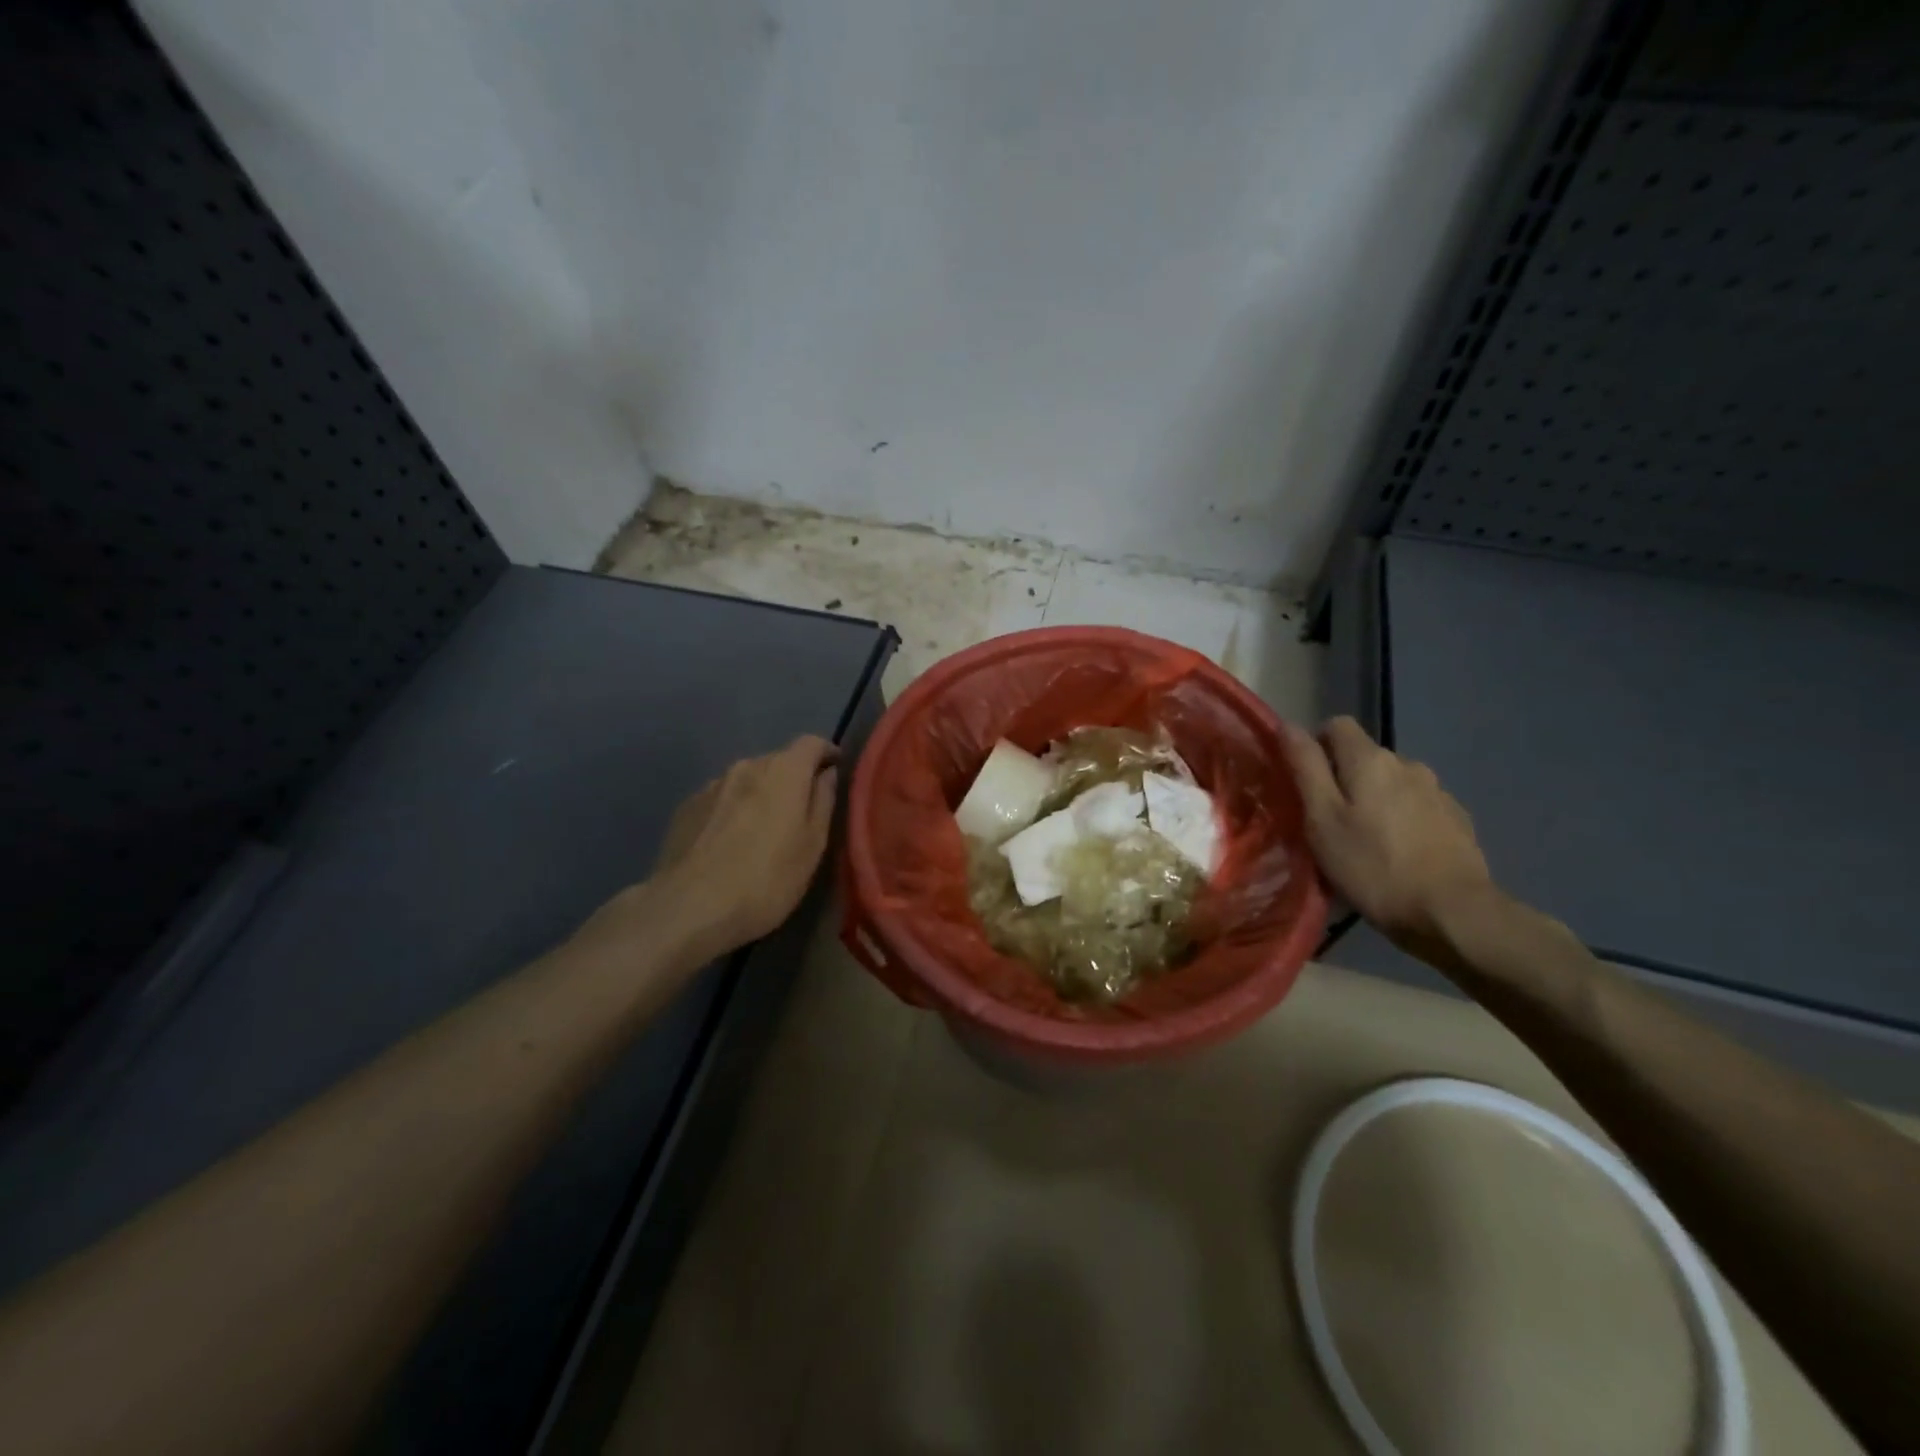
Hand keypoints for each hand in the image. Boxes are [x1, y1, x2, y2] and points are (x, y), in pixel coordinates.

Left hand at [649, 736, 840, 958]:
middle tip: (801, 813)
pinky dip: (733, 811)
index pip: (812, 743)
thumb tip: (828, 774)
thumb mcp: (813, 846)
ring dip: (761, 796)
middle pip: (778, 761)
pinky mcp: (686, 807)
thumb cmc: (766, 879)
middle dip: (793, 779)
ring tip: (763, 831)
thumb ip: (823, 801)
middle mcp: (746, 766)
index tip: (835, 770)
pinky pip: (721, 799)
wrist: (688, 908)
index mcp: (783, 771)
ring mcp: (711, 785)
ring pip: (748, 780)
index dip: (827, 753)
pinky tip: (730, 843)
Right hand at [1283, 717, 1495, 958]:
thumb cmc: (1373, 867)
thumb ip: (1305, 768)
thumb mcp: (1322, 819)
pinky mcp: (1456, 819)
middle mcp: (1407, 764)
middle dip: (1343, 778)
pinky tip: (1398, 854)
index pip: (1336, 725)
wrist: (1454, 913)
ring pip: (1392, 783)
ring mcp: (1437, 791)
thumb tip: (1287, 725)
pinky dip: (1401, 820)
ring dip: (1374, 800)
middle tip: (1328, 821)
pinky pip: (1417, 806)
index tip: (1304, 782)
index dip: (1315, 745)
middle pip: (1364, 756)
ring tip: (1364, 842)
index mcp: (1370, 760)